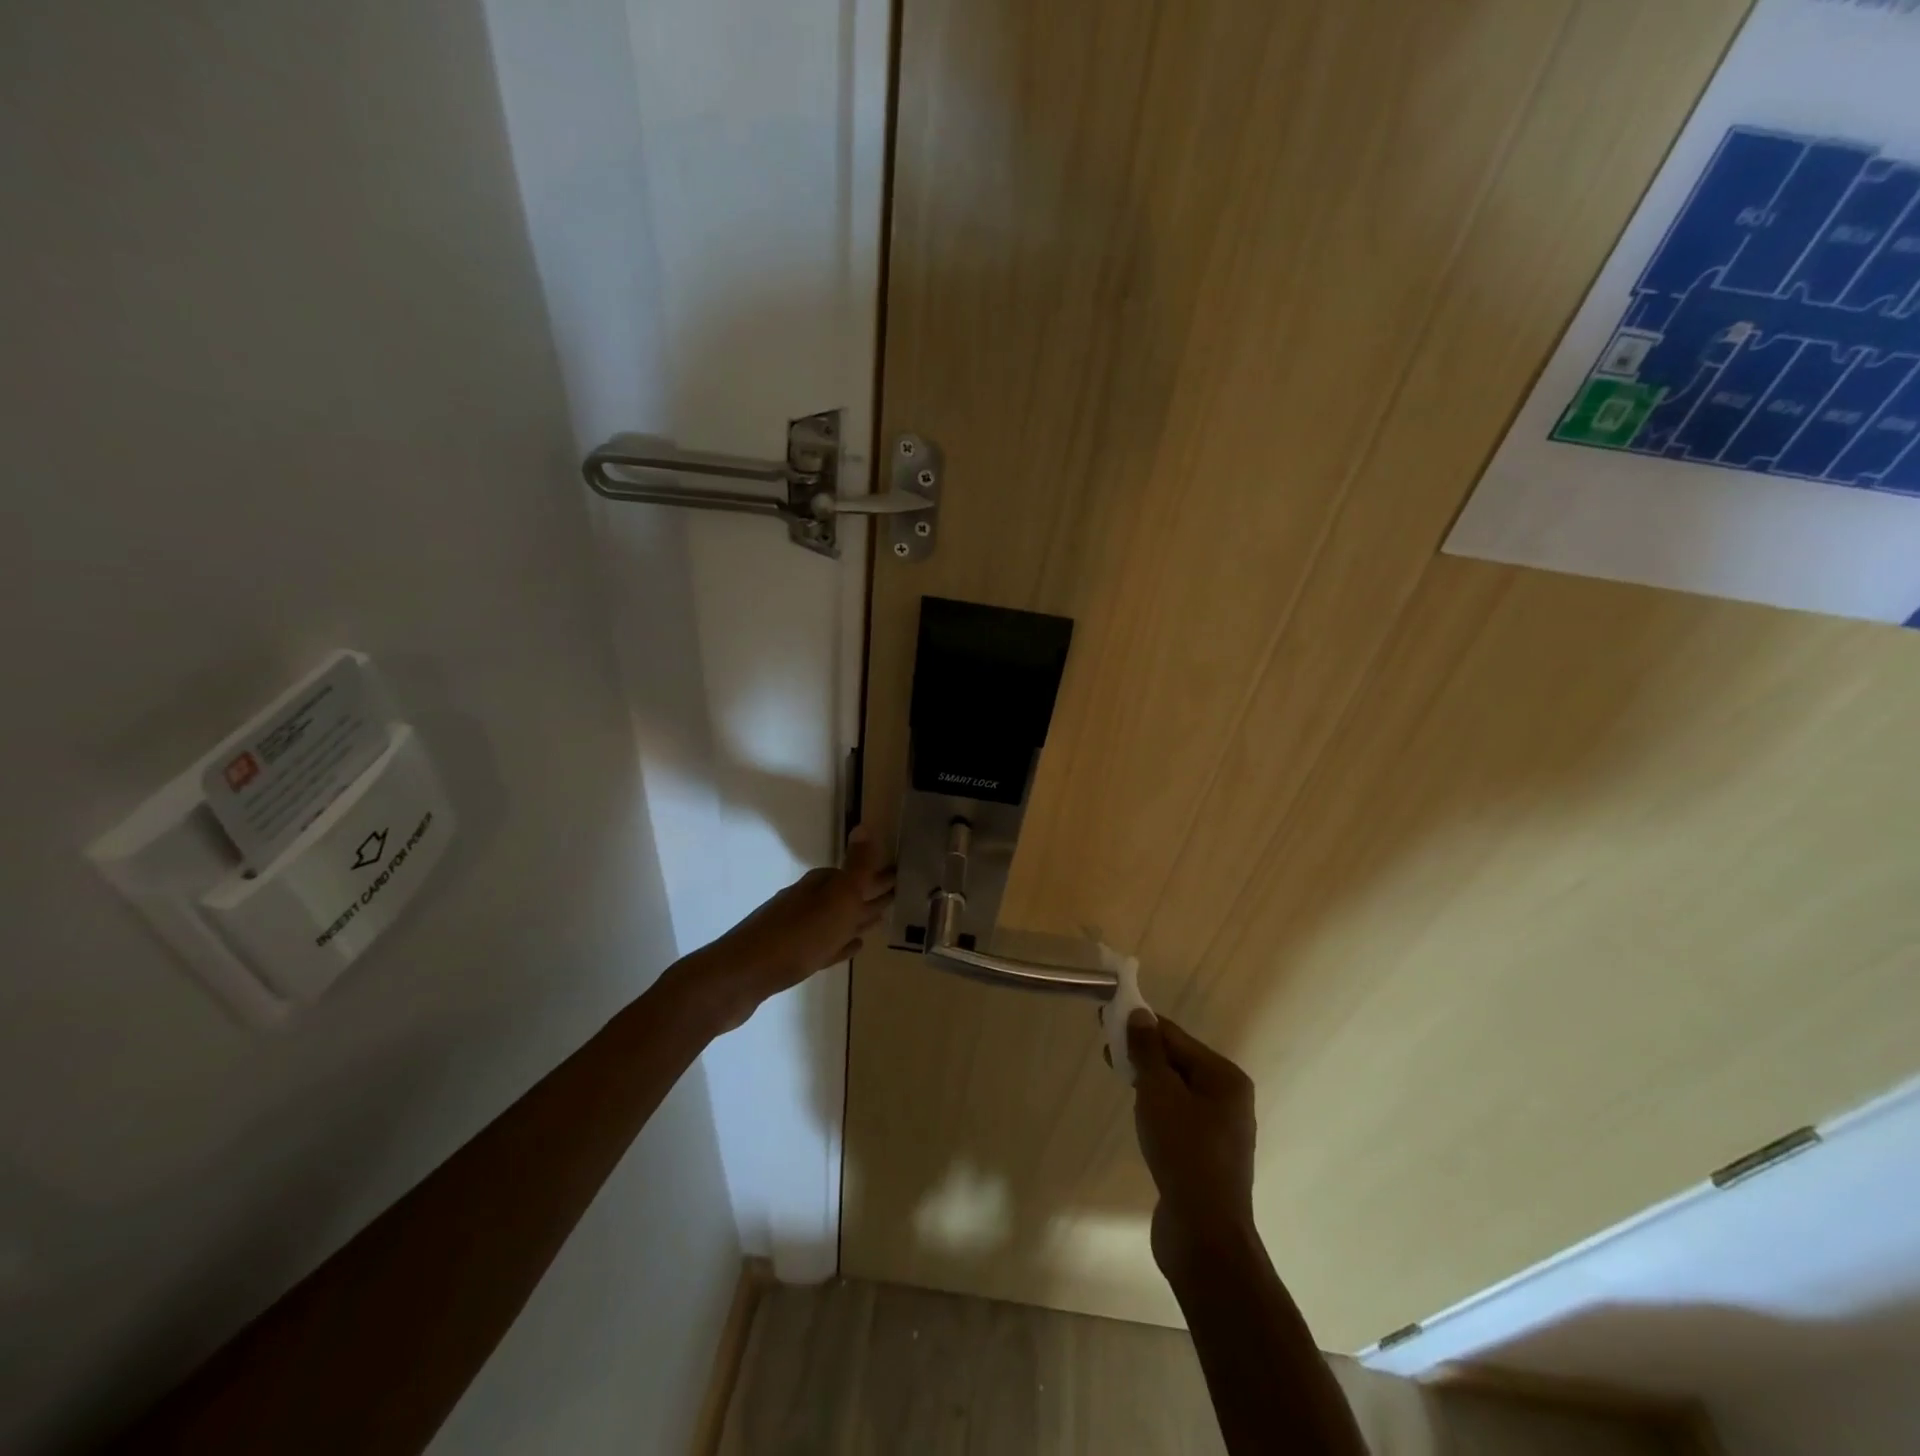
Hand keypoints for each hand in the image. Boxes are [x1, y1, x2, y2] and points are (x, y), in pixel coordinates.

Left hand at [681, 827, 894, 1031]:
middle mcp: (806, 902)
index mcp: (820, 886)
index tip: (900, 876)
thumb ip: (855, 867)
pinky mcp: (788, 958)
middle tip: (897, 897)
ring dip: (855, 920)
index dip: (876, 875)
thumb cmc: (795, 936)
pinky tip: (851, 947)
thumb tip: (865, 826)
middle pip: (844, 896)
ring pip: (834, 920)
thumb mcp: (835, 899)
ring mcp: (795, 930)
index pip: (853, 874)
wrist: (739, 977)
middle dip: (868, 895)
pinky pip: (823, 945)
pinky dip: (838, 945)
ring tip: (879, 921)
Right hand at [1127, 1013, 1258, 1276]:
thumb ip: (1148, 1051)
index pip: (1176, 1037)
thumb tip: (1140, 1014)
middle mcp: (1229, 1100)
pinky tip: (1138, 1114)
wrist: (1204, 1236)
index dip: (1141, 1024)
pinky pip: (1178, 1117)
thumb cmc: (1183, 1153)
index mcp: (1225, 1078)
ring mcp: (1220, 1131)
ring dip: (1147, 1080)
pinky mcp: (1206, 1157)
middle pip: (1178, 1062)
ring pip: (1176, 1091)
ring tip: (1116, 1073)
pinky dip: (1156, 1107)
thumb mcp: (1159, 1093)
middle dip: (1142, 1052)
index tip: (1107, 1014)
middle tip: (1105, 1047)